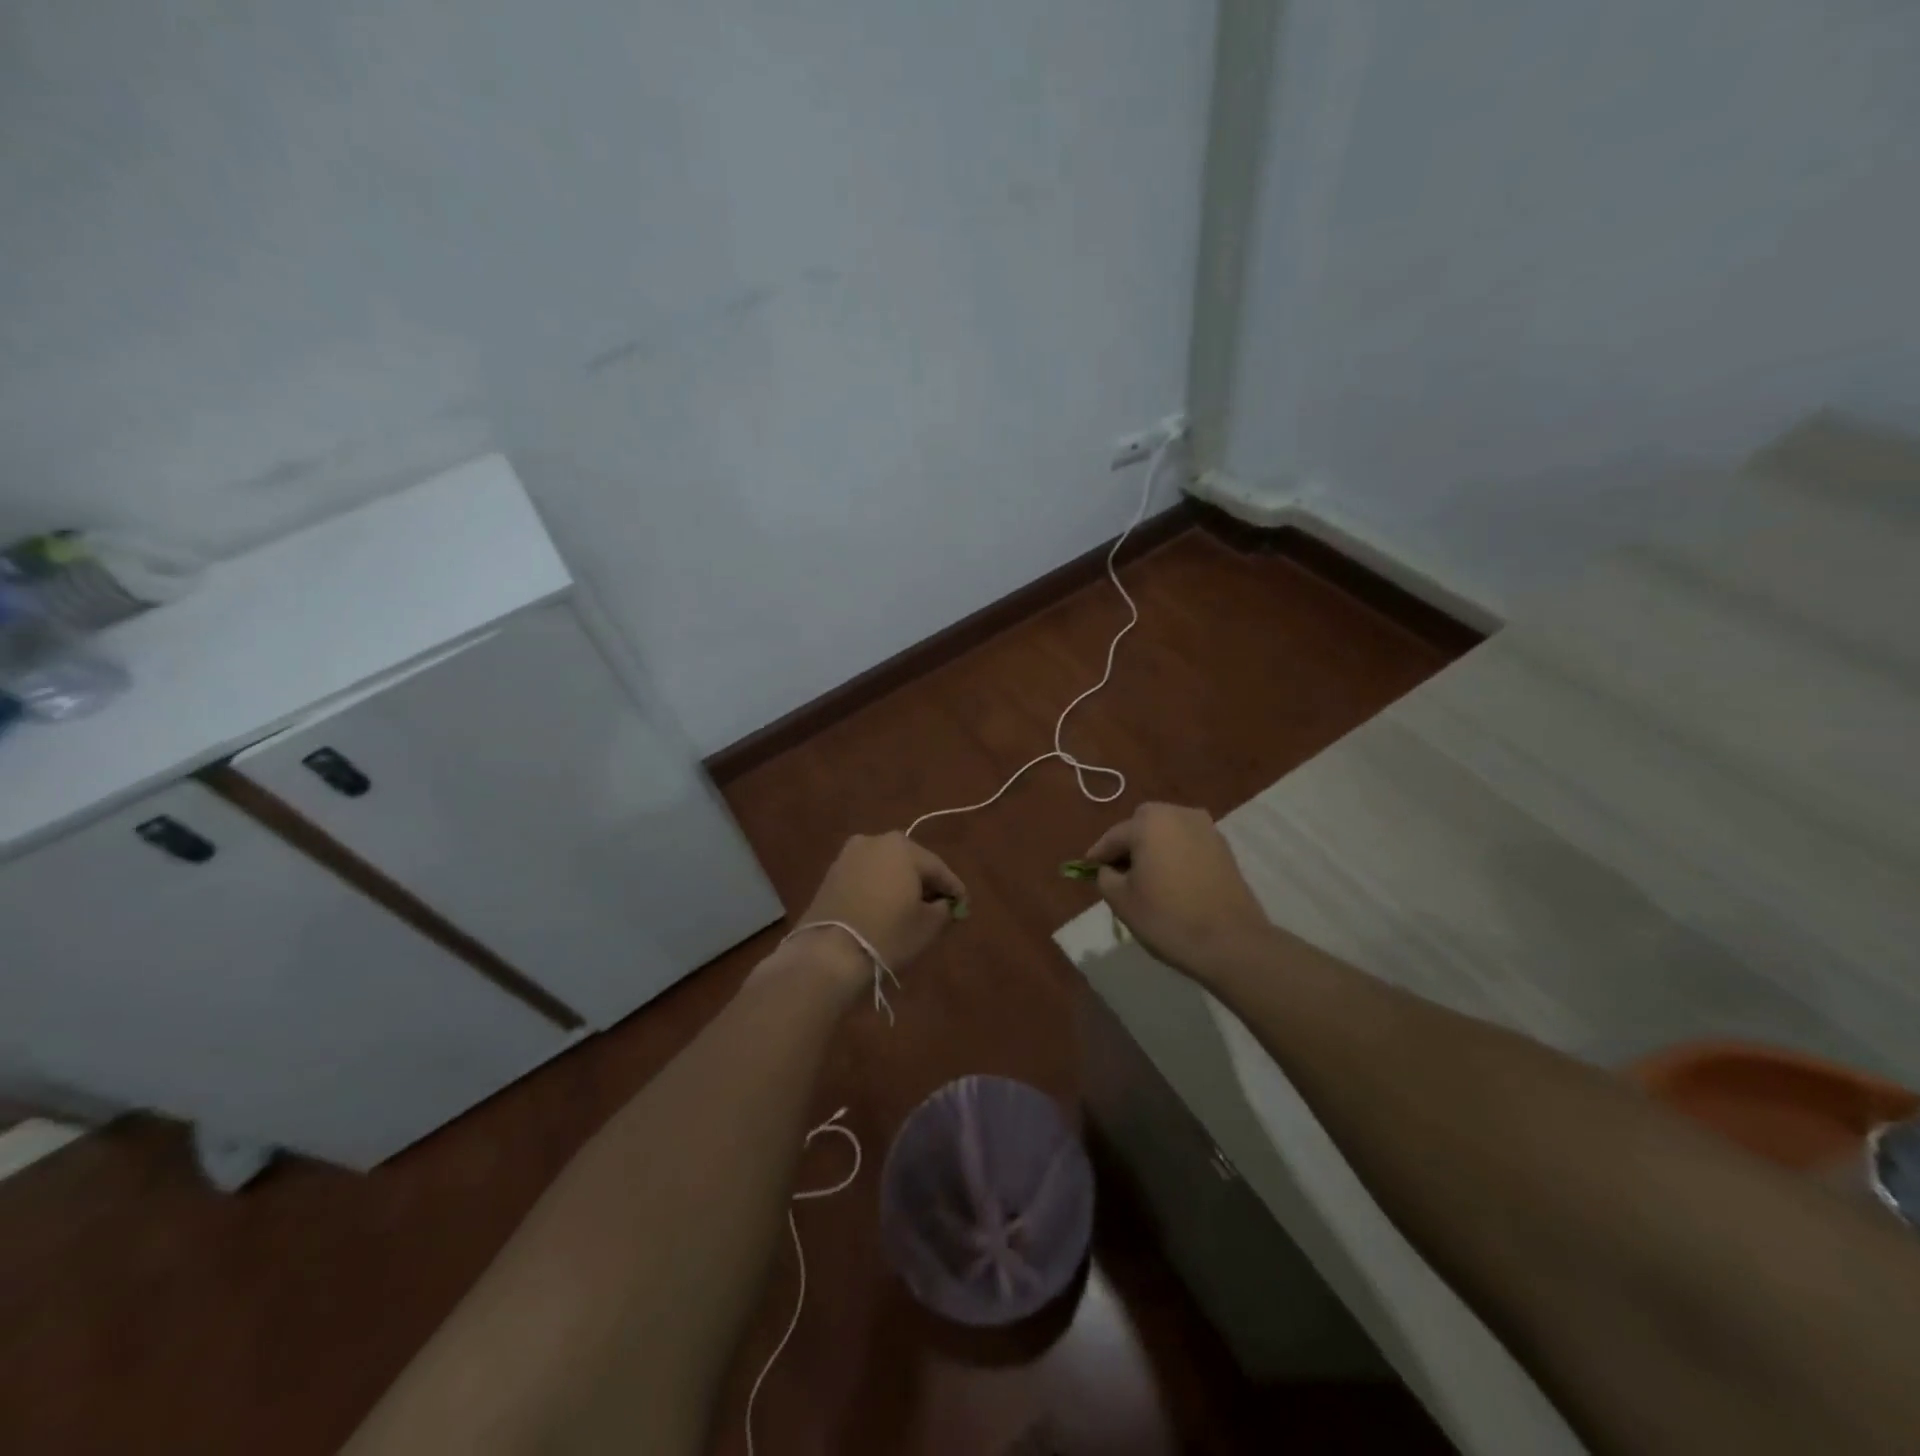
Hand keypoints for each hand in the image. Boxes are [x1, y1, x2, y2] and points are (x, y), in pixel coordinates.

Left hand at [795, 833, 967, 972]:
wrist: (829, 952)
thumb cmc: (888, 934)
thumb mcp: (928, 925)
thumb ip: (943, 908)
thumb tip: (944, 904)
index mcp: (903, 847)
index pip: (938, 868)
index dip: (954, 889)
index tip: (963, 906)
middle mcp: (875, 840)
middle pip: (911, 862)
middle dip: (926, 883)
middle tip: (938, 906)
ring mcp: (849, 854)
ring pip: (887, 867)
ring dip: (901, 883)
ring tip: (910, 909)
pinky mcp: (832, 872)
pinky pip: (867, 876)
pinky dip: (879, 888)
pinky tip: (884, 908)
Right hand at [1086, 803, 1271, 976]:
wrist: (1231, 942)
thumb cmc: (1167, 918)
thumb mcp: (1120, 900)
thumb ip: (1104, 876)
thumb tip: (1108, 869)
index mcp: (1148, 822)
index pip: (1113, 837)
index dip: (1097, 856)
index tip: (1087, 871)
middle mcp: (1178, 814)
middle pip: (1141, 826)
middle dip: (1128, 846)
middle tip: (1118, 874)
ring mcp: (1206, 828)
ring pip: (1167, 833)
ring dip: (1153, 849)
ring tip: (1145, 878)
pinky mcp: (1223, 847)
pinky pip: (1187, 844)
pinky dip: (1175, 855)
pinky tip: (1172, 881)